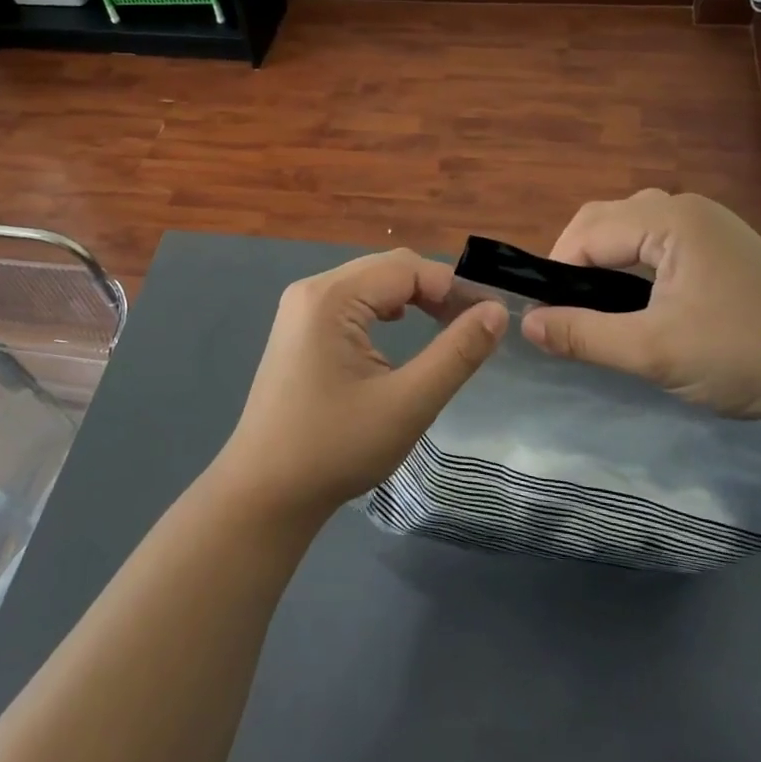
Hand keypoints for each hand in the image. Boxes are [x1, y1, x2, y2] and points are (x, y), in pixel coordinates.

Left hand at [210, 250, 507, 527]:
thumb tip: (496, 311)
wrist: (264, 493)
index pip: (406, 268)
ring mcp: (300, 309)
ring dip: (411, 298)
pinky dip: (384, 310)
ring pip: (370, 283)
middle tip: (471, 325)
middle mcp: (311, 290)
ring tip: (445, 326)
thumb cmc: (335, 448)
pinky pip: (351, 302)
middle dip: (434, 290)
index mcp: (331, 297)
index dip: (453, 287)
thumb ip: (456, 353)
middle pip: (387, 268)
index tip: (489, 318)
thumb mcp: (408, 403)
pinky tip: (400, 330)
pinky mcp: (298, 330)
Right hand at [520, 190, 760, 434]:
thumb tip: (527, 324)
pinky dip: (633, 264)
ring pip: (632, 228)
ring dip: (604, 259)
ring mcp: (711, 227)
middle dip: (577, 259)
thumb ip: (583, 335)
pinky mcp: (724, 249)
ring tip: (595, 306)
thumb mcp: (653, 351)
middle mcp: (689, 210)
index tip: (545, 315)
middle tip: (566, 312)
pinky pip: (659, 242)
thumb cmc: (742, 357)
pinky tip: (636, 300)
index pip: (589, 231)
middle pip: (607, 220)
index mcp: (672, 221)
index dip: (557, 269)